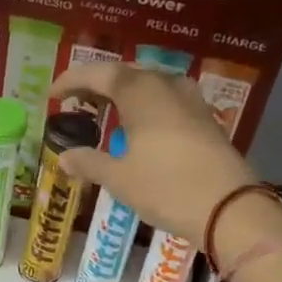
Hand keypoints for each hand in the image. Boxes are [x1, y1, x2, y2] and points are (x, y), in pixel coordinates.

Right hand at [49, 63, 264, 240]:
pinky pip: (167, 101)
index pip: (98, 74)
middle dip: (98, 85)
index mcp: (140, 92)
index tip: (52, 94)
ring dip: (124, 95)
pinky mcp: (205, 119)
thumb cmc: (166, 187)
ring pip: (149, 86)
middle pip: (126, 75)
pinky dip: (146, 107)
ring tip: (106, 112)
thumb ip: (89, 163)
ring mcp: (190, 100)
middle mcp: (166, 86)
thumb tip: (64, 157)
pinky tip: (140, 128)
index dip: (72, 81)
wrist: (229, 208)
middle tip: (77, 101)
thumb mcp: (120, 179)